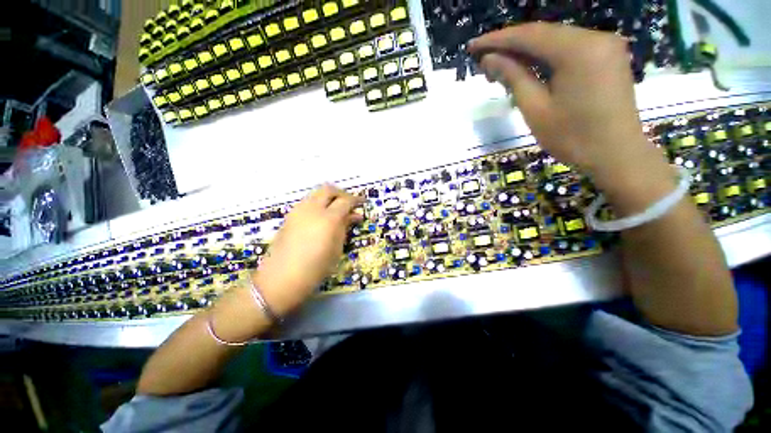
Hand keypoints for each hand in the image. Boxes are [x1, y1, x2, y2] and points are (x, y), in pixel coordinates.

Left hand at [254, 184, 363, 314]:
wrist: (281, 279)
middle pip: (328, 189)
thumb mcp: (336, 249)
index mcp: (328, 218)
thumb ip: (344, 227)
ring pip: (315, 194)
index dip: (356, 200)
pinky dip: (318, 204)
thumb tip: (353, 216)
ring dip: (328, 197)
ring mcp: (298, 211)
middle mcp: (312, 209)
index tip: (362, 203)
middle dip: (341, 193)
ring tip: (336, 210)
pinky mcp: (289, 216)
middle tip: (349, 203)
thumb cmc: (315, 268)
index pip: (345, 200)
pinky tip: (321, 217)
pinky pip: (307, 202)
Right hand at [468, 23, 674, 210]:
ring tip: (499, 66)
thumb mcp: (535, 109)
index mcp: (579, 50)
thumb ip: (513, 77)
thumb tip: (489, 59)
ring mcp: (605, 45)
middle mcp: (595, 37)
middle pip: (543, 34)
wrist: (617, 154)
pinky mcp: (607, 56)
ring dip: (526, 51)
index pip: (529, 35)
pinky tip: (527, 67)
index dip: (497, 40)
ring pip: (555, 40)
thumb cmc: (572, 137)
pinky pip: (569, 49)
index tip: (473, 46)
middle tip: (483, 60)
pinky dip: (545, 56)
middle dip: (510, 45)